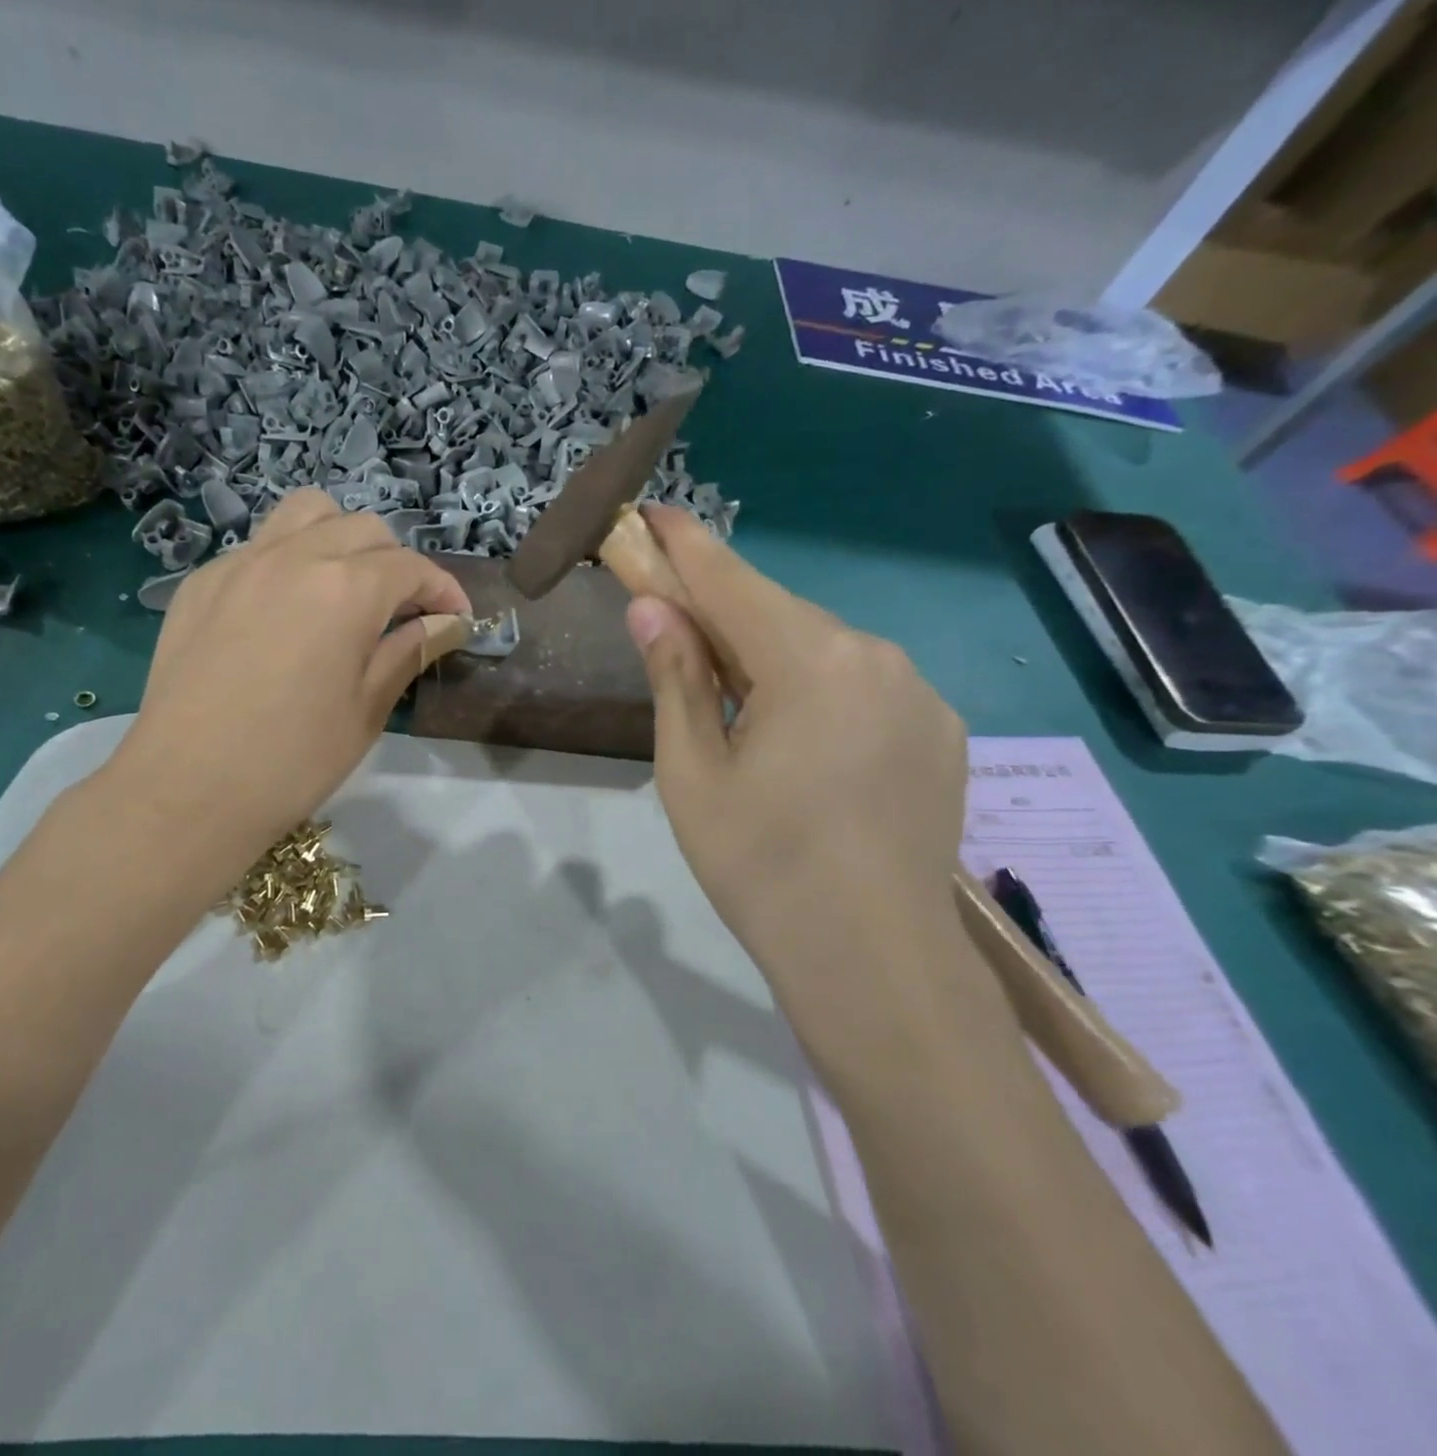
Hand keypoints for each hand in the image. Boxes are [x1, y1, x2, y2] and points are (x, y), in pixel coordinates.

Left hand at [109, 489, 470, 871]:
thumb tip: (448, 623)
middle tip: (403, 613)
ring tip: (346, 588)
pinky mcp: (201, 583)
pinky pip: (258, 547)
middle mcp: (295, 556)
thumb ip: (409, 651)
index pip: (411, 567)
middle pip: (363, 529)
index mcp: (346, 589)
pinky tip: (285, 612)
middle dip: (396, 563)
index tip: (457, 620)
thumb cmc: (294, 759)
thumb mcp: (367, 709)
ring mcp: (240, 563)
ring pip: (305, 515)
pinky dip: (289, 561)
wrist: (187, 790)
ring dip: (340, 539)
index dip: (443, 591)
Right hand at [626, 506, 974, 1028]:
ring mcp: (919, 693)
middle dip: (723, 612)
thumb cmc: (761, 867)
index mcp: (811, 662)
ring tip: (736, 705)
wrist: (874, 961)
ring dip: (771, 655)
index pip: (732, 582)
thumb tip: (651, 609)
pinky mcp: (941, 731)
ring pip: (824, 649)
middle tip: (674, 626)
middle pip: (779, 614)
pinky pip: (864, 685)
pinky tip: (801, 742)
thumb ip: (676, 679)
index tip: (652, 515)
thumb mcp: (693, 773)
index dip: (685, 547)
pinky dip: (819, 689)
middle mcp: (876, 657)